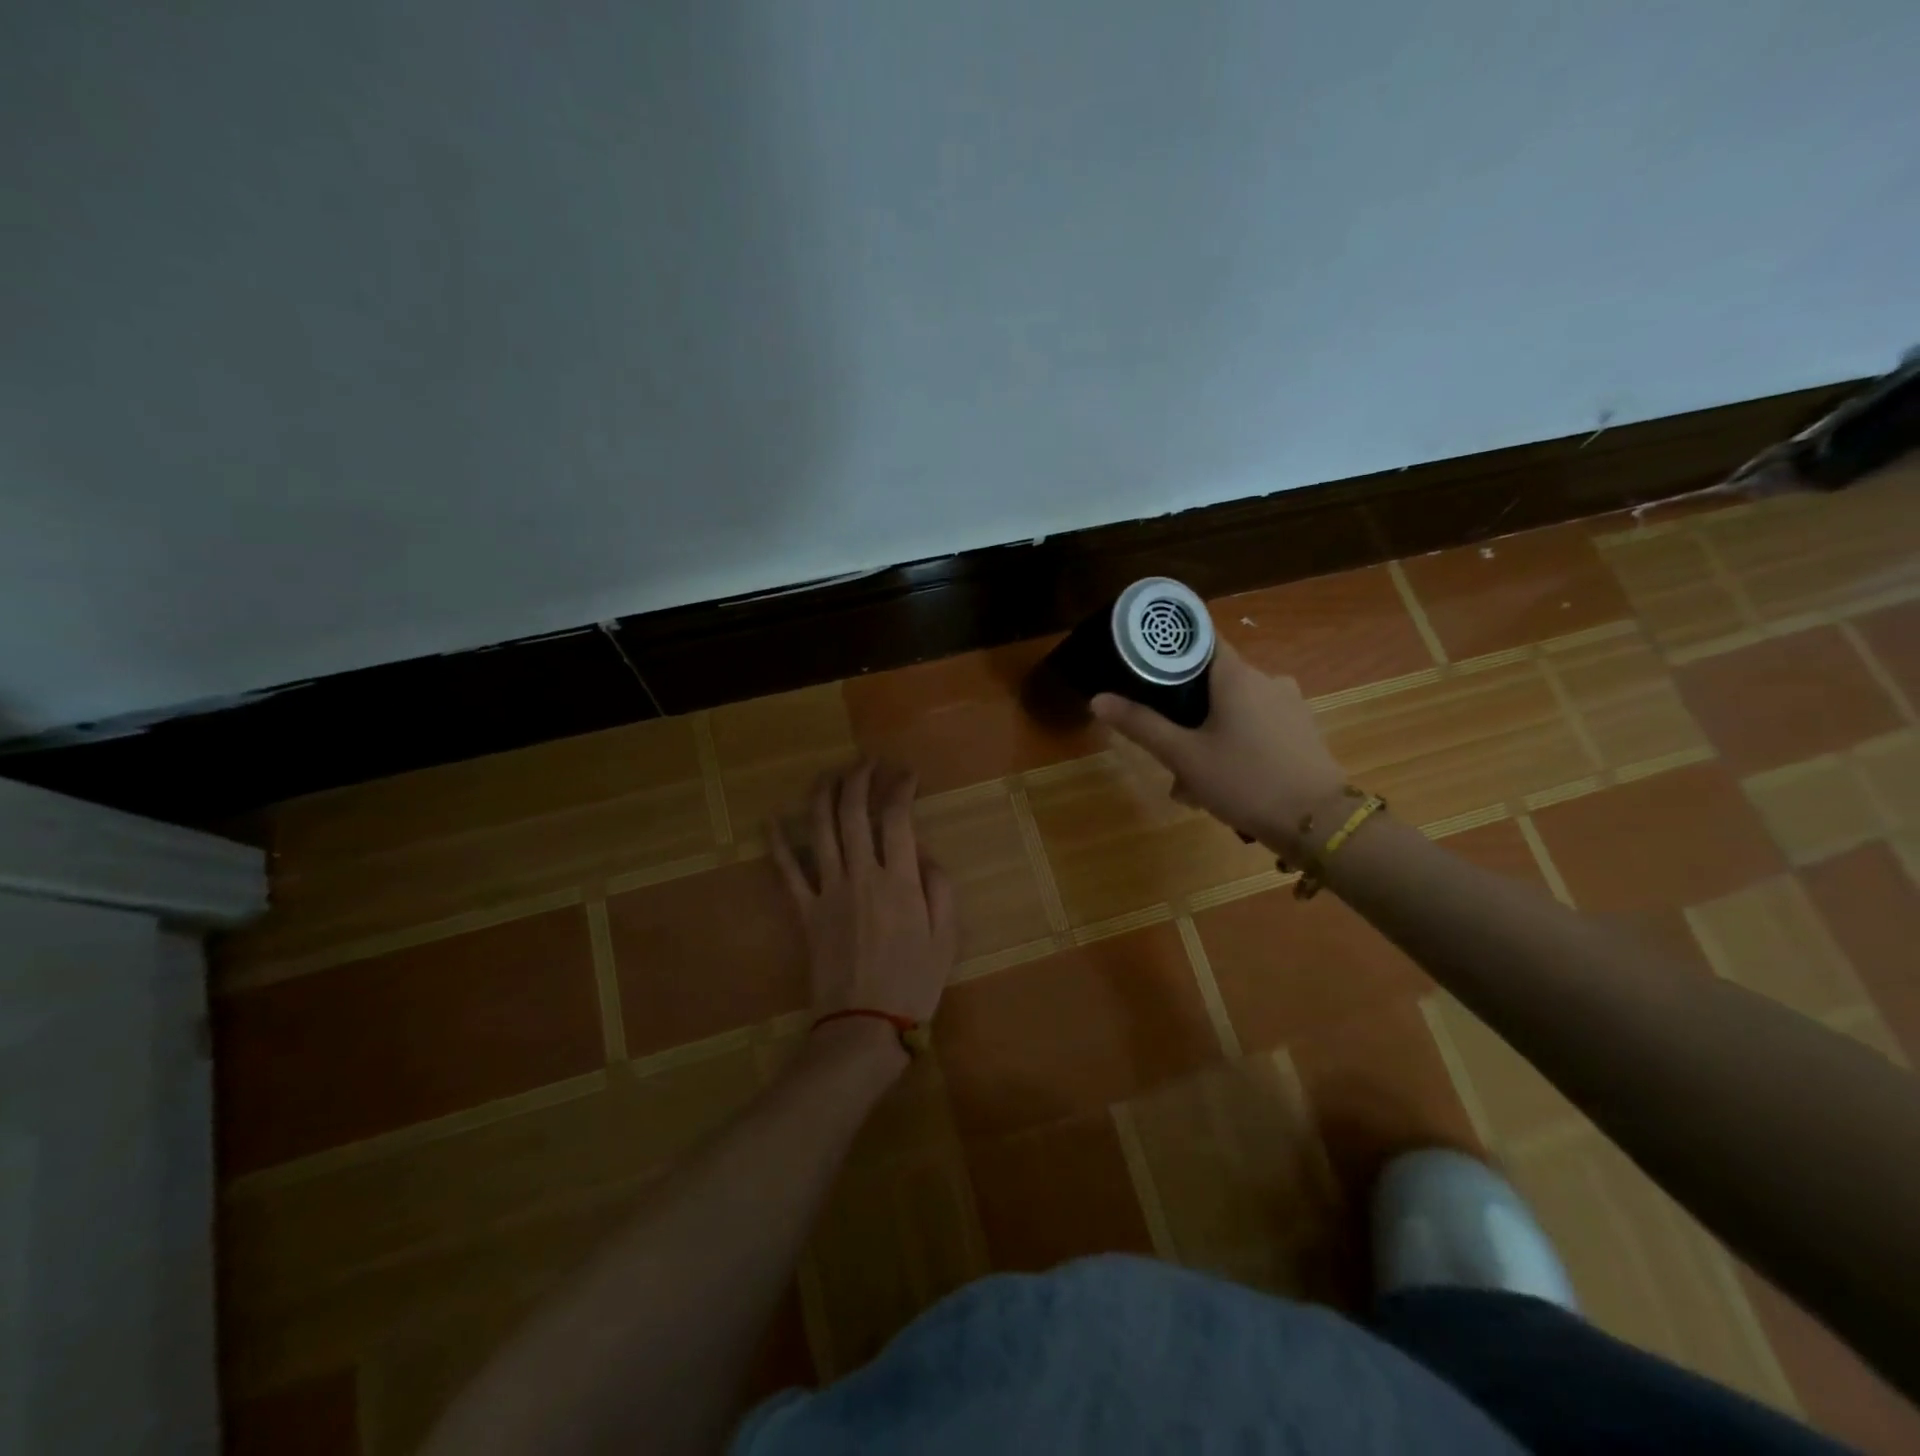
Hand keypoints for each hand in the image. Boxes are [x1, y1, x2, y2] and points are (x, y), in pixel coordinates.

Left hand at [770, 760, 958, 1033]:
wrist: (864, 1026)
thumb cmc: (914, 983)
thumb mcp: (947, 938)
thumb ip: (939, 888)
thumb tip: (925, 854)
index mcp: (900, 881)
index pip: (897, 817)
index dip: (900, 787)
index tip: (906, 774)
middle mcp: (862, 875)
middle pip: (853, 812)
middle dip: (858, 778)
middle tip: (865, 762)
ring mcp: (828, 891)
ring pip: (820, 830)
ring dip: (823, 795)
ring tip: (829, 773)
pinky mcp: (805, 911)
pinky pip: (787, 871)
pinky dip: (777, 843)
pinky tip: (771, 819)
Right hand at [1091, 639, 1347, 856]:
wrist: (1320, 823)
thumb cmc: (1245, 780)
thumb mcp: (1183, 756)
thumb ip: (1140, 725)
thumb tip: (1098, 699)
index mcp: (1237, 675)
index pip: (1199, 640)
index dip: (1169, 650)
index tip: (1144, 667)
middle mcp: (1267, 679)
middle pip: (1213, 682)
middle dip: (1185, 714)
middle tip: (1166, 751)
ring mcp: (1289, 704)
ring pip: (1234, 710)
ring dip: (1208, 737)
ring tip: (1191, 784)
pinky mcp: (1302, 730)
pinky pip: (1257, 727)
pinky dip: (1235, 745)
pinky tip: (1224, 783)